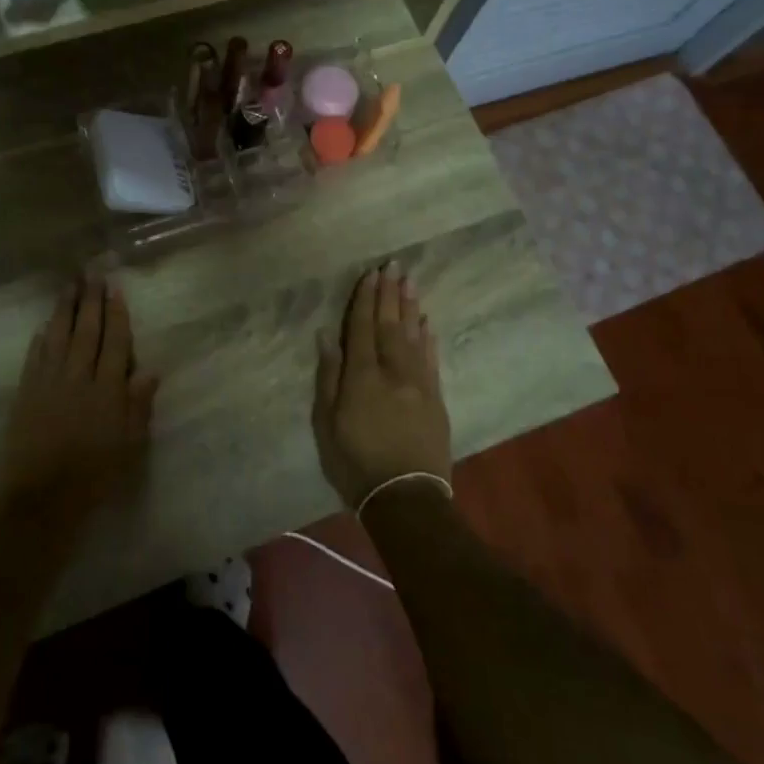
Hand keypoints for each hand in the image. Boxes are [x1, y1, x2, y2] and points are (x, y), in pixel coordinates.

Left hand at [0, 274, 156, 537]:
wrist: (41, 502)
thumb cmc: (94, 478)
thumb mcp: (128, 446)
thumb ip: (138, 406)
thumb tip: (150, 370)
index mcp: (107, 391)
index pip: (114, 342)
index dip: (116, 314)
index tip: (115, 288)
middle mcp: (78, 378)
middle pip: (86, 331)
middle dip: (90, 301)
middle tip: (92, 272)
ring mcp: (48, 384)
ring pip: (57, 337)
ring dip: (64, 310)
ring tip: (69, 286)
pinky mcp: (25, 395)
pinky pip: (34, 358)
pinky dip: (40, 339)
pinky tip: (43, 326)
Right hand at [313, 263, 452, 510]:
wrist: (406, 498)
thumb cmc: (355, 463)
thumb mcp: (327, 424)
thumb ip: (328, 377)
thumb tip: (327, 337)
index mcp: (362, 377)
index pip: (363, 328)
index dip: (366, 299)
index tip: (371, 273)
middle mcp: (393, 371)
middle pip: (391, 325)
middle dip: (391, 293)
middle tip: (395, 265)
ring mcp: (419, 384)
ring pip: (414, 336)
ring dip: (411, 307)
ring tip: (410, 282)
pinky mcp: (436, 398)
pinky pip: (432, 359)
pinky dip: (428, 337)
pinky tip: (427, 322)